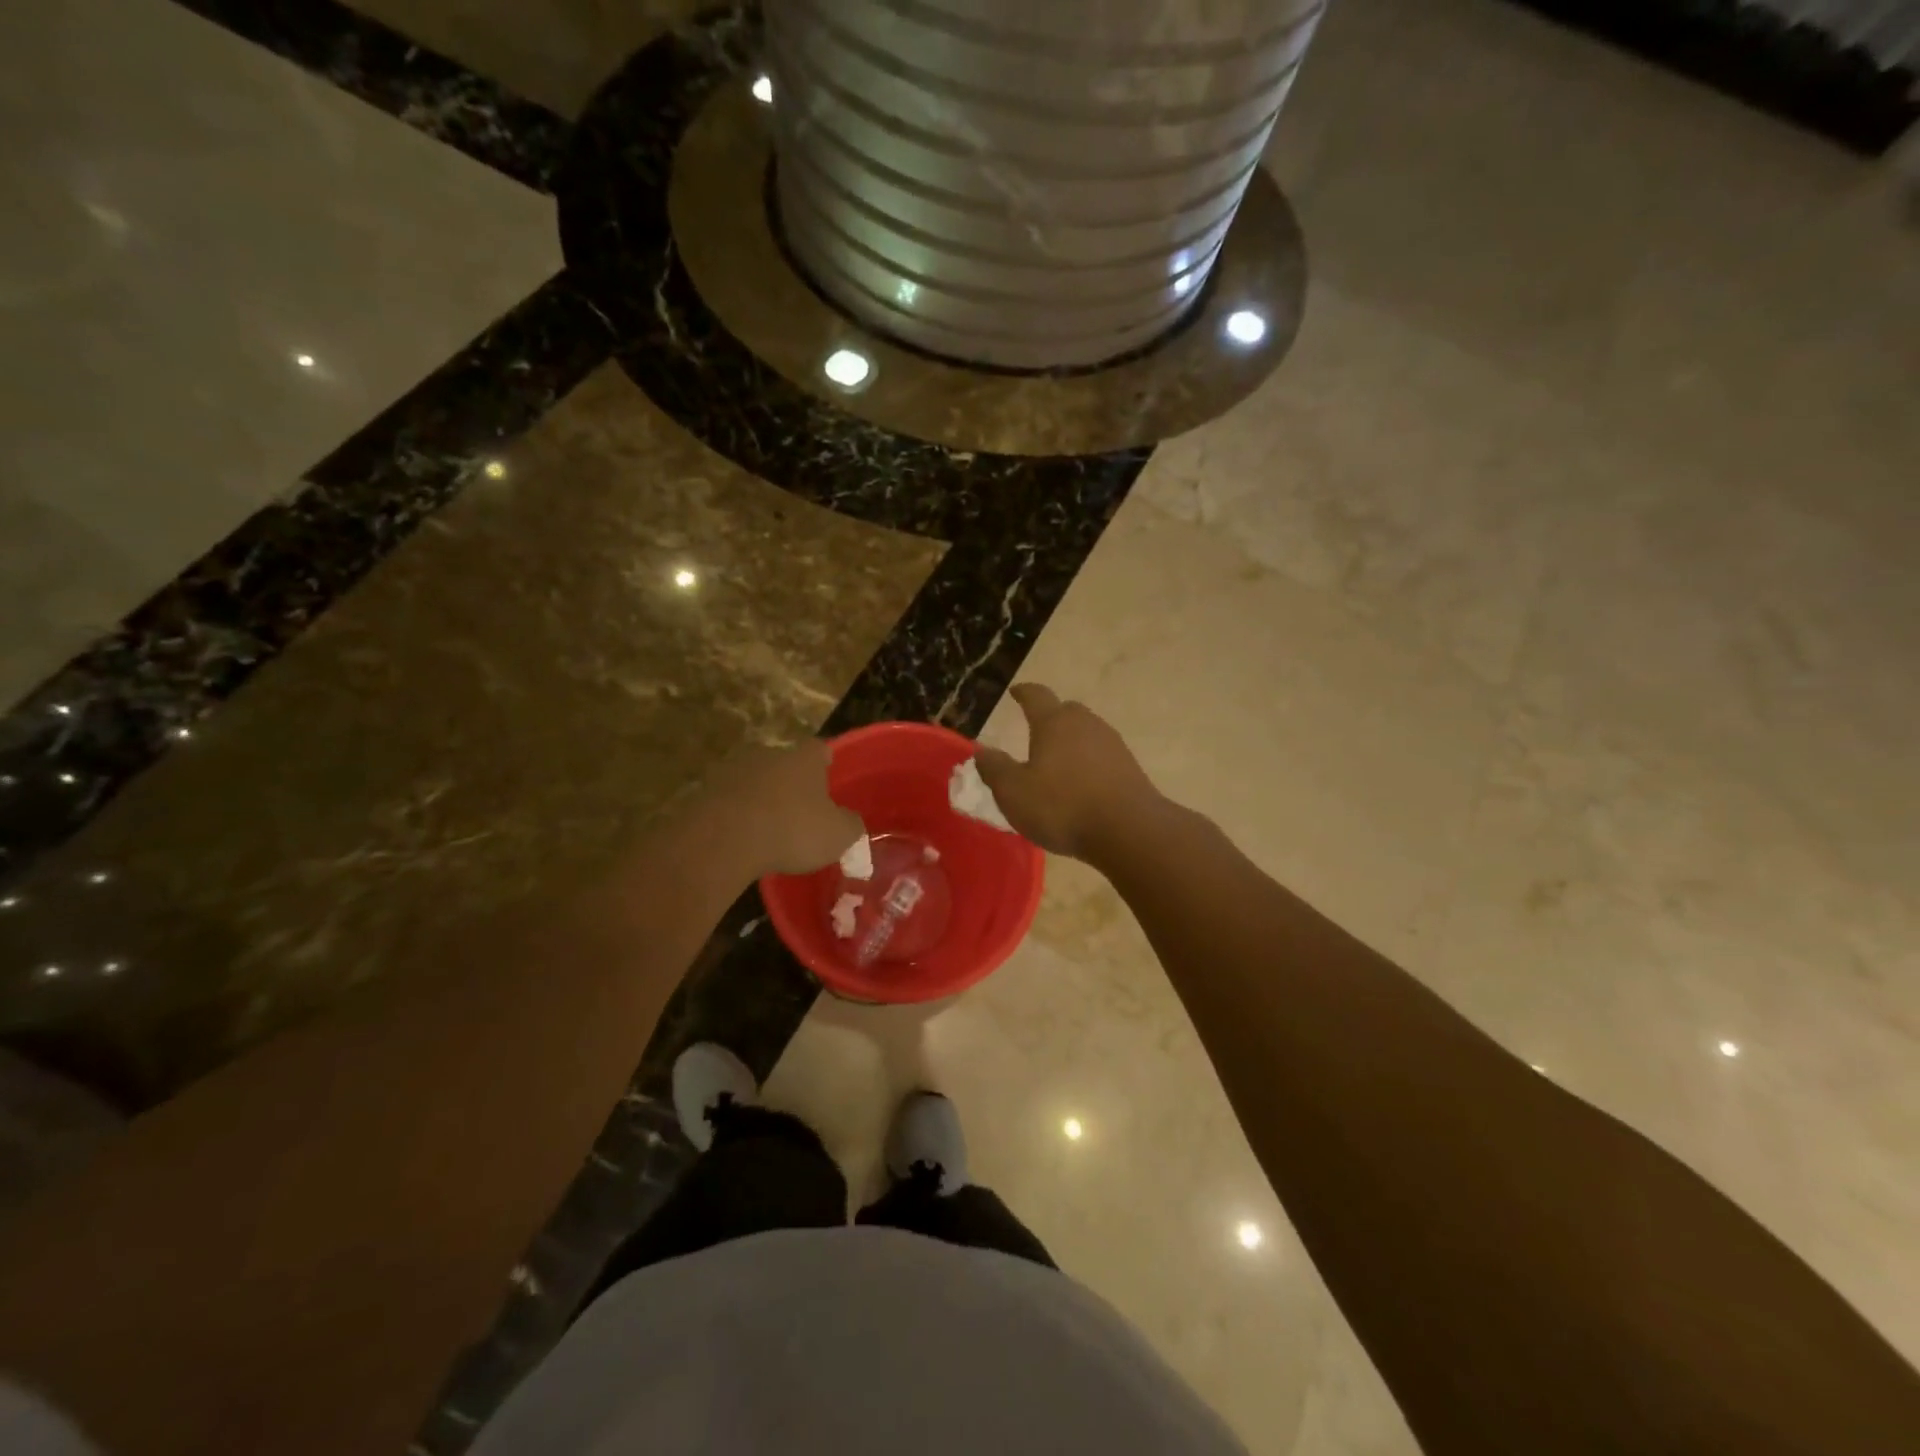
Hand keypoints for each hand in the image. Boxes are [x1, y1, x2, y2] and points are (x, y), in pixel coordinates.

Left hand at [692, 740, 864, 878]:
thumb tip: (850, 822)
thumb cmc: (791, 829)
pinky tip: (743, 840)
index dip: (826, 764)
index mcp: (804, 758)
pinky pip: (730, 802)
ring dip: (762, 800)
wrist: (723, 839)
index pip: (820, 749)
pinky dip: (738, 816)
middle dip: (792, 784)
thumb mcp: (838, 835)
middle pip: (785, 764)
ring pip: (755, 782)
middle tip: (800, 812)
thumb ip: (850, 825)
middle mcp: (769, 754)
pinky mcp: (706, 792)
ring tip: (769, 830)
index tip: (828, 780)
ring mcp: (733, 770)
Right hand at [975, 684, 1161, 861]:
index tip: (1016, 691)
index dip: (1024, 693)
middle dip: (1050, 716)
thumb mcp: (1014, 792)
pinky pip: (1101, 756)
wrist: (1128, 830)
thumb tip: (981, 751)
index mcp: (1054, 723)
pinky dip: (1088, 762)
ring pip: (1086, 732)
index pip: (1036, 696)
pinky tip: (1081, 783)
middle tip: (1036, 729)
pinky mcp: (1129, 768)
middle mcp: (1085, 724)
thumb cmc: (1062, 807)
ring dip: (1071, 741)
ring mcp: (1112, 744)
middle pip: (1066, 711)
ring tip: (1057, 760)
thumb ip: (995, 769)